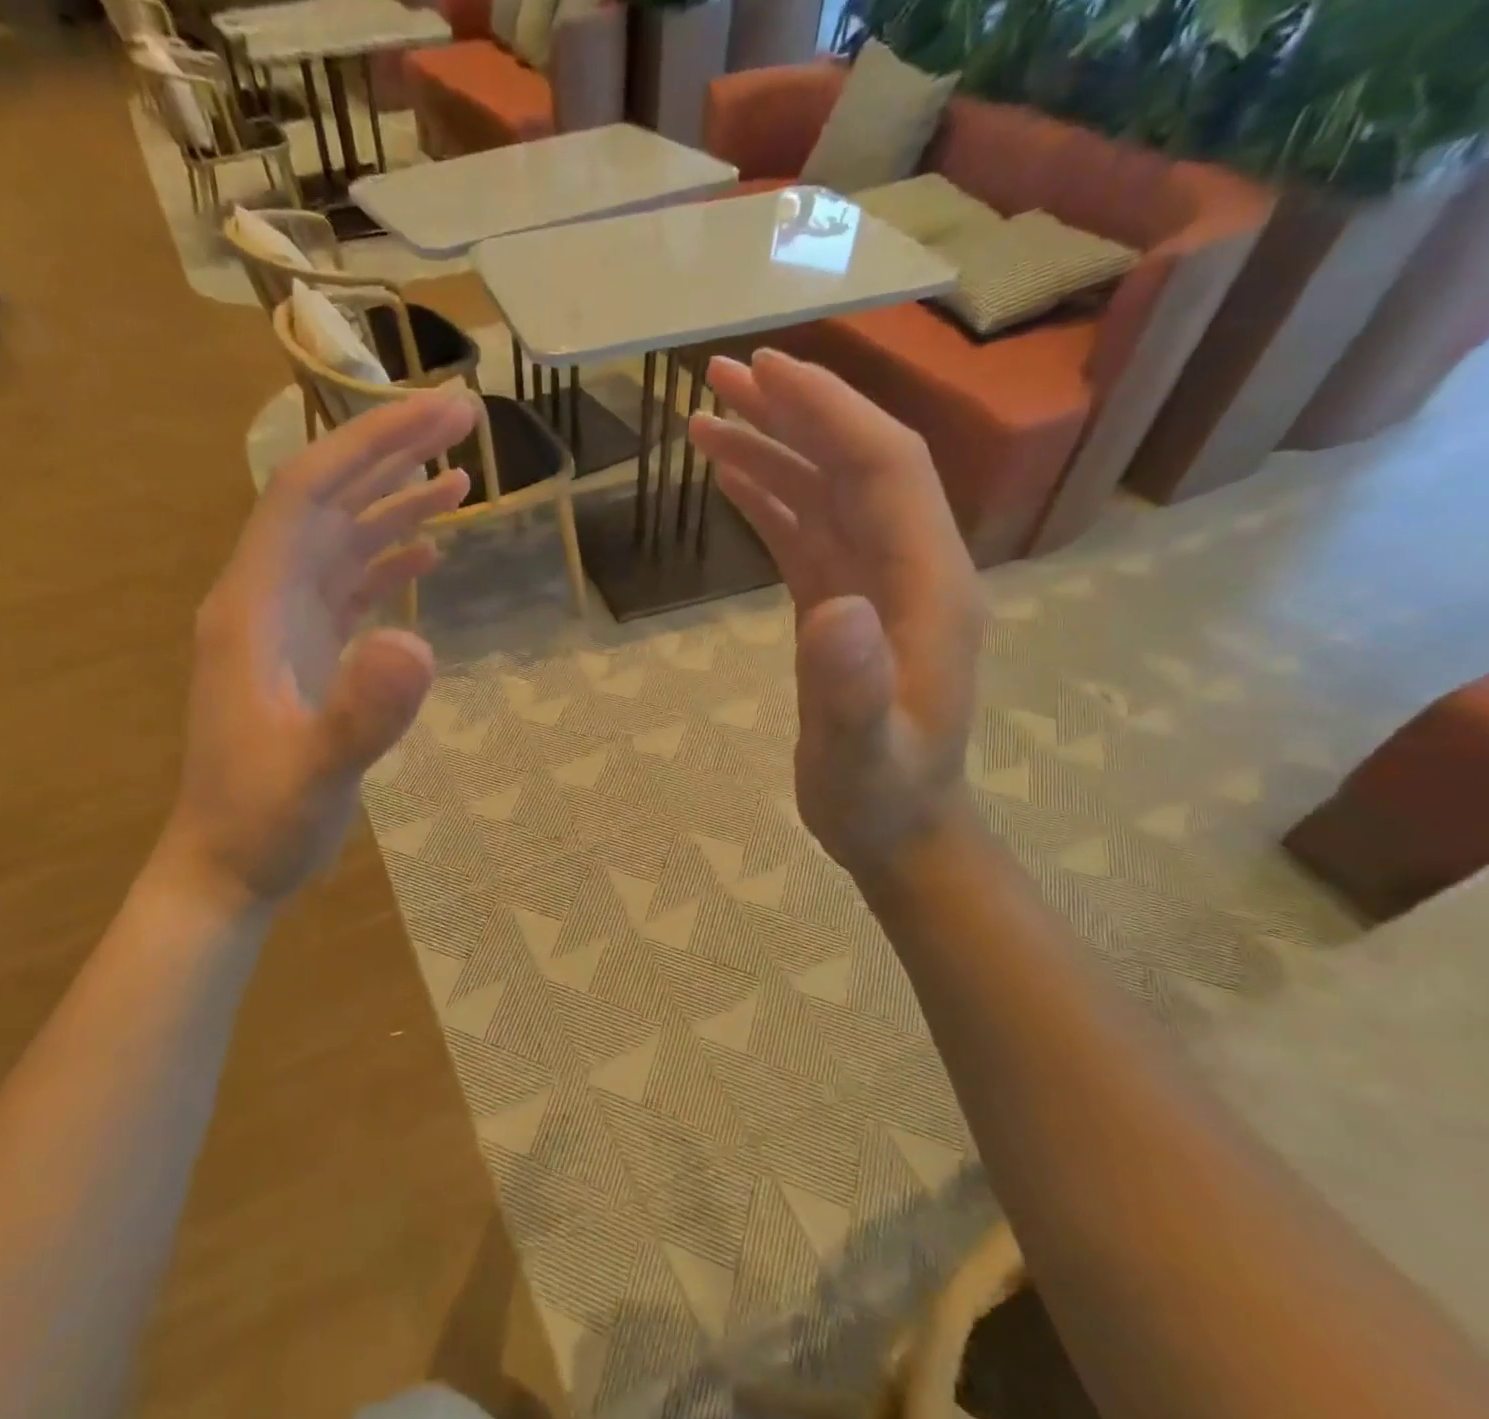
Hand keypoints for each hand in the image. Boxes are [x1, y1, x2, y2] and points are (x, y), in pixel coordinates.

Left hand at [154, 390, 476, 906]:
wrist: (228, 867)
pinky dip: (388, 560)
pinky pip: (349, 586)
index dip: (371, 442)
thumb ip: (362, 714)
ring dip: (396, 503)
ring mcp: (284, 626)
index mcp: (253, 605)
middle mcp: (264, 598)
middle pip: (328, 501)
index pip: (308, 492)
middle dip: (392, 453)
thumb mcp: (316, 775)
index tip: (439, 412)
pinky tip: (427, 554)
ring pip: (341, 539)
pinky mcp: (305, 653)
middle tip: (464, 416)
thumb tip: (419, 642)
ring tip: (461, 478)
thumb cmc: (263, 823)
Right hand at [688, 350, 984, 876]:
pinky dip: (770, 499)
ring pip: (826, 494)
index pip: (884, 469)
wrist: (899, 830)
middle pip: (855, 464)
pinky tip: (732, 481)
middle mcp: (909, 567)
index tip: (765, 372)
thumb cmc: (881, 797)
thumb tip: (834, 608)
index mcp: (928, 584)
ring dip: (772, 450)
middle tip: (720, 375)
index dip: (828, 413)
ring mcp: (877, 585)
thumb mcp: (863, 754)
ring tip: (706, 420)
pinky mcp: (845, 606)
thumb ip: (852, 688)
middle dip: (793, 413)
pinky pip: (807, 535)